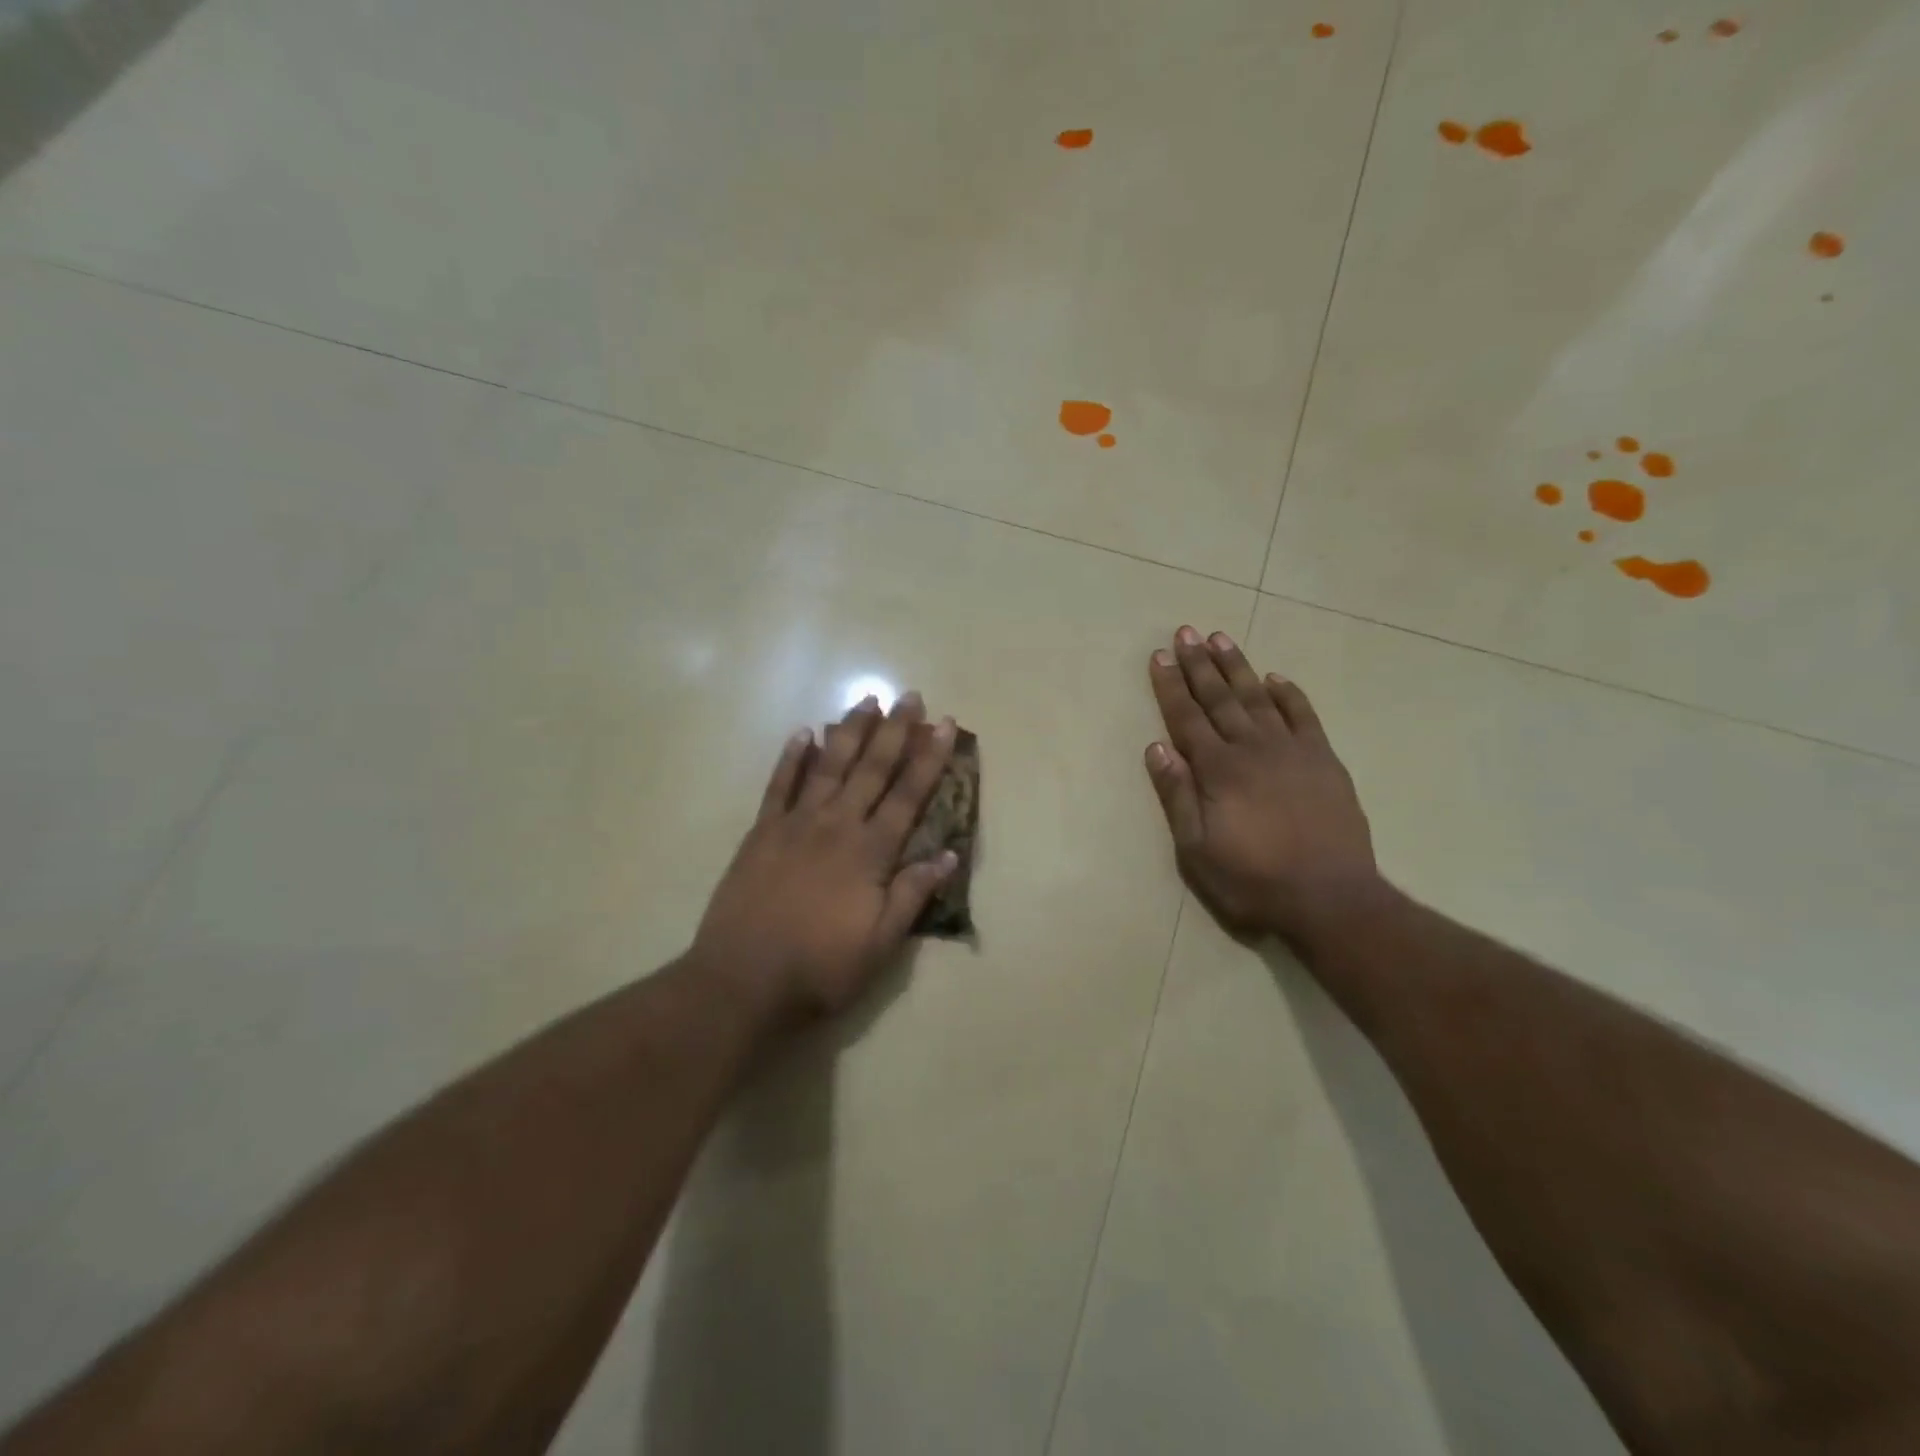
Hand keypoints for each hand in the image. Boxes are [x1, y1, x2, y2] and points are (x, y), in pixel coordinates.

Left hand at [691, 692, 958, 1022]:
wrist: (742, 980)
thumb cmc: (820, 968)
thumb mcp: (881, 944)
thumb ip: (913, 895)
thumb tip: (950, 855)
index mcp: (870, 852)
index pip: (909, 795)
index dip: (930, 758)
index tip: (945, 724)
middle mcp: (837, 826)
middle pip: (872, 769)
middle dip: (895, 731)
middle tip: (910, 696)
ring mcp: (795, 824)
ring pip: (829, 766)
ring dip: (850, 731)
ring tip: (866, 701)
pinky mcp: (762, 832)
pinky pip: (779, 785)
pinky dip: (791, 757)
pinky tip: (802, 732)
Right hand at [1144, 626, 1381, 942]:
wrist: (1330, 898)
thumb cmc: (1252, 879)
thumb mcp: (1197, 849)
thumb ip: (1176, 795)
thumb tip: (1156, 747)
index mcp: (1217, 769)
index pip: (1186, 717)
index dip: (1170, 686)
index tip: (1159, 656)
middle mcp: (1252, 748)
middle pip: (1220, 698)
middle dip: (1199, 664)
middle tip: (1185, 632)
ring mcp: (1292, 751)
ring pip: (1258, 697)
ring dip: (1238, 667)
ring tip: (1221, 639)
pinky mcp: (1324, 760)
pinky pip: (1304, 716)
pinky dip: (1289, 694)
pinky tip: (1276, 678)